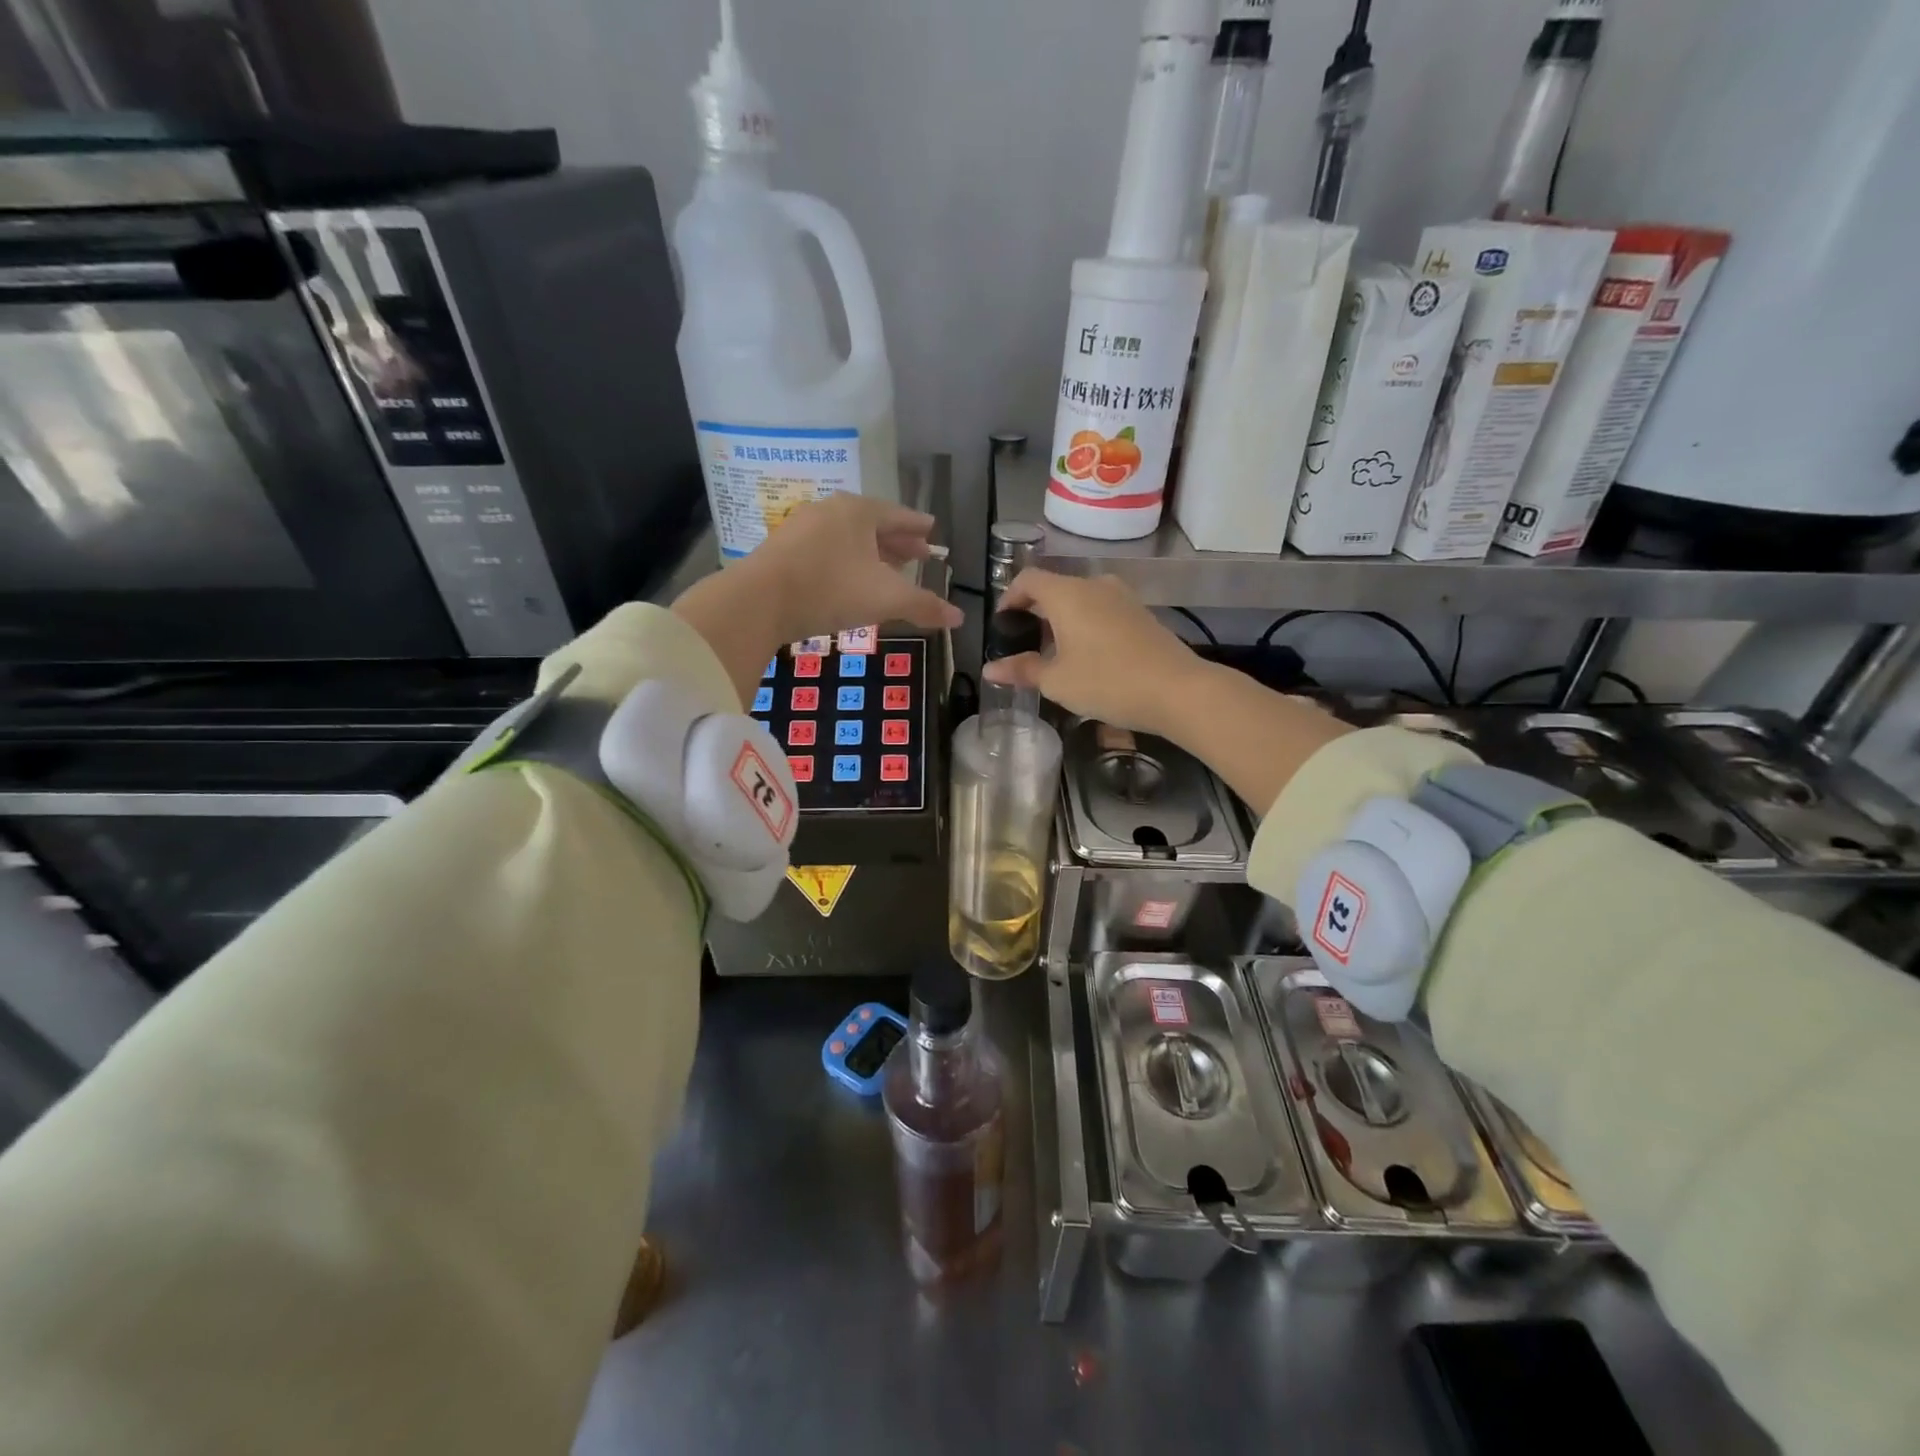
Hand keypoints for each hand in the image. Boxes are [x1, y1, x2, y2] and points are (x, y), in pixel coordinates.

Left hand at [673, 494, 960, 707]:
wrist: (759, 600)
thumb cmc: (831, 589)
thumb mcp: (886, 599)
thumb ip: (923, 606)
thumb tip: (959, 617)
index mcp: (859, 511)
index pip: (898, 515)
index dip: (918, 526)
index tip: (931, 531)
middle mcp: (831, 511)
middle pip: (872, 525)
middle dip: (897, 541)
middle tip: (917, 553)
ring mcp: (802, 528)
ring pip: (847, 538)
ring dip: (870, 553)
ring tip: (886, 570)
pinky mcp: (782, 550)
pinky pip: (826, 551)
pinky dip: (845, 562)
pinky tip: (848, 580)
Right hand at [981, 570, 1208, 738]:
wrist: (1177, 690)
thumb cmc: (1108, 681)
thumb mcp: (1057, 681)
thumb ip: (1022, 670)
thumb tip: (990, 669)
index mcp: (1067, 594)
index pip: (1027, 580)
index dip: (1009, 598)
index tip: (1002, 625)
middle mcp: (1094, 585)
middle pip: (1054, 589)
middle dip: (1035, 613)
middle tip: (1024, 645)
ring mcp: (1122, 597)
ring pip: (1080, 600)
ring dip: (1062, 620)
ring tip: (1054, 654)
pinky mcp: (1141, 613)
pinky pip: (1102, 610)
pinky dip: (1086, 625)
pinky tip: (1087, 656)